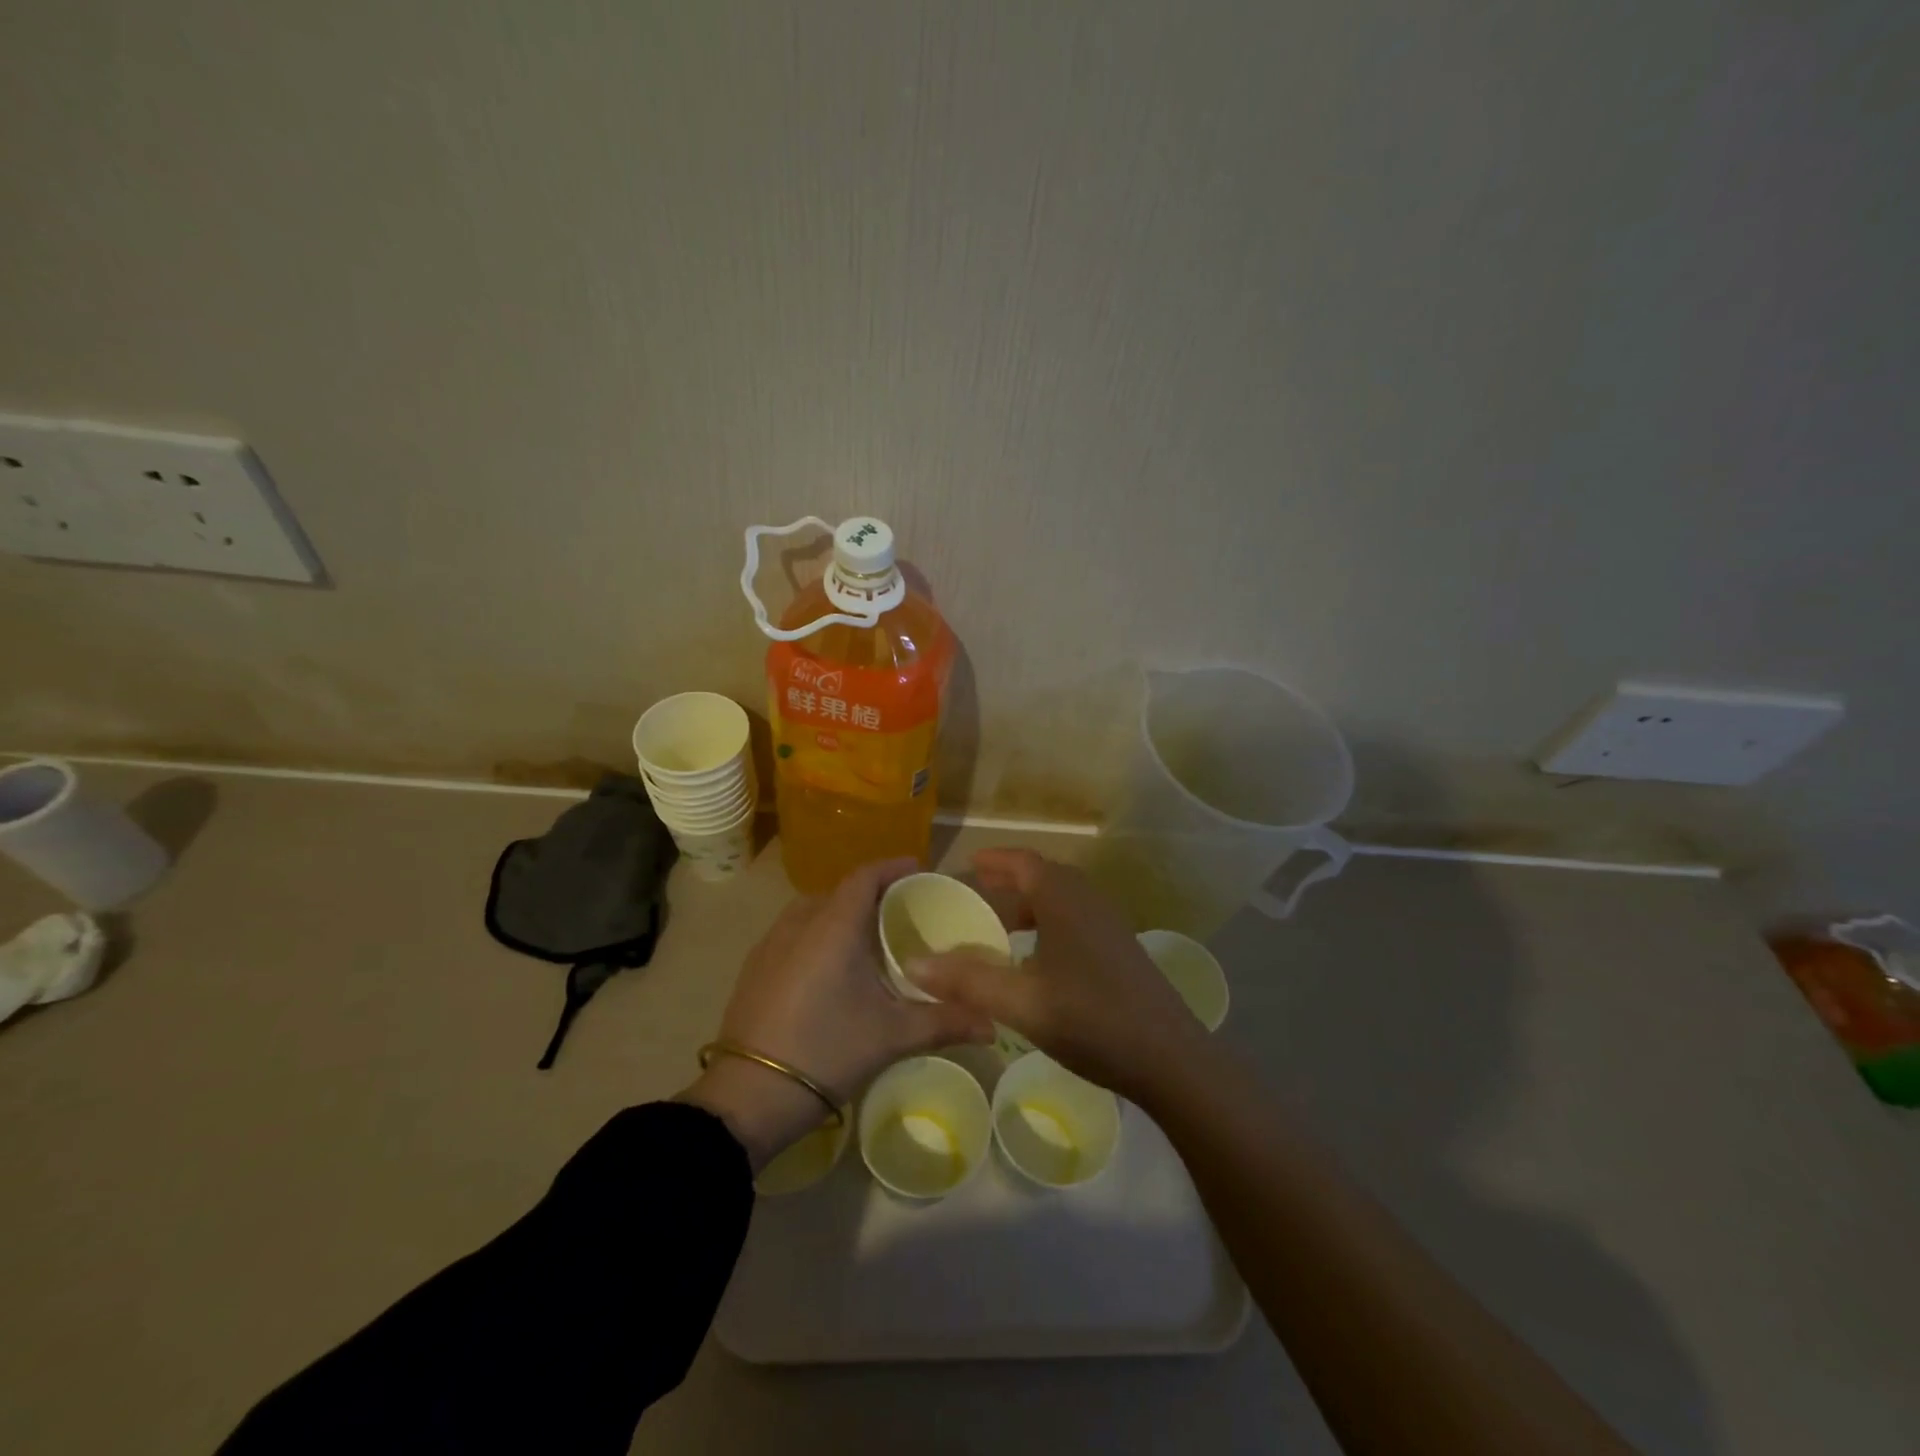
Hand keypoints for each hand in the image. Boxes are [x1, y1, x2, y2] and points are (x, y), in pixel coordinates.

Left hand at [679, 858, 994, 1168]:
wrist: (748, 1096)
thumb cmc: (826, 1050)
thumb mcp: (892, 1036)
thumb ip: (945, 1021)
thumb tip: (993, 1023)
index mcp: (833, 925)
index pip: (866, 876)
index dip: (894, 867)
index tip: (920, 870)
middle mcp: (799, 922)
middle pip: (841, 891)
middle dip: (873, 893)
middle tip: (903, 912)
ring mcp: (770, 944)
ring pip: (814, 911)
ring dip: (843, 914)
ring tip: (870, 939)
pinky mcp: (755, 967)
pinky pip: (794, 932)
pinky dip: (819, 934)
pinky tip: (833, 968)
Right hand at [910, 848, 1206, 1102]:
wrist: (1170, 1058)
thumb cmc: (1091, 1019)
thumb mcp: (1021, 1003)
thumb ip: (967, 982)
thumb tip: (914, 964)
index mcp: (1064, 900)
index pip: (1023, 862)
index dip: (994, 860)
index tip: (968, 865)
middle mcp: (1089, 901)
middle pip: (1044, 877)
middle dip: (1011, 880)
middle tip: (979, 893)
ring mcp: (1110, 925)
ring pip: (1063, 900)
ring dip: (1032, 904)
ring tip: (1003, 927)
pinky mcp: (1122, 950)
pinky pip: (1077, 920)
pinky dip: (1051, 924)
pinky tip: (1039, 960)